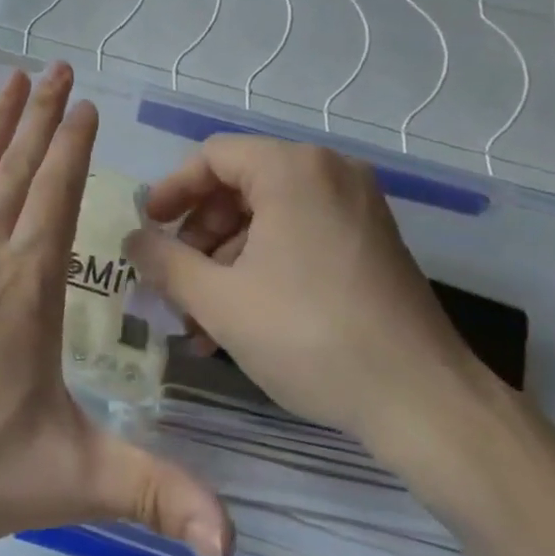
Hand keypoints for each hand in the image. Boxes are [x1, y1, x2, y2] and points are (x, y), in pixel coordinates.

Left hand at [0, 65, 230, 555]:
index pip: (55, 196)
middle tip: (56, 69)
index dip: (72, 146)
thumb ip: (155, 495)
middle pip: (15, 170)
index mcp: (24, 287)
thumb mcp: (68, 482)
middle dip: (41, 117)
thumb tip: (237, 544)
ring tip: (12, 85)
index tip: (84, 104)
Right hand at [125, 136, 494, 455]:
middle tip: (174, 278)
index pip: (212, 156)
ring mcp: (357, 206)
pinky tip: (240, 317)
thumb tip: (133, 239)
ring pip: (269, 214)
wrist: (421, 399)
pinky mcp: (370, 240)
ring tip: (200, 316)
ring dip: (227, 258)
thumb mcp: (220, 301)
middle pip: (240, 184)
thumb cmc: (309, 336)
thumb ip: (165, 262)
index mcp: (293, 169)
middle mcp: (329, 172)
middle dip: (199, 234)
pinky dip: (264, 263)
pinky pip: (300, 233)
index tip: (148, 229)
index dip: (171, 190)